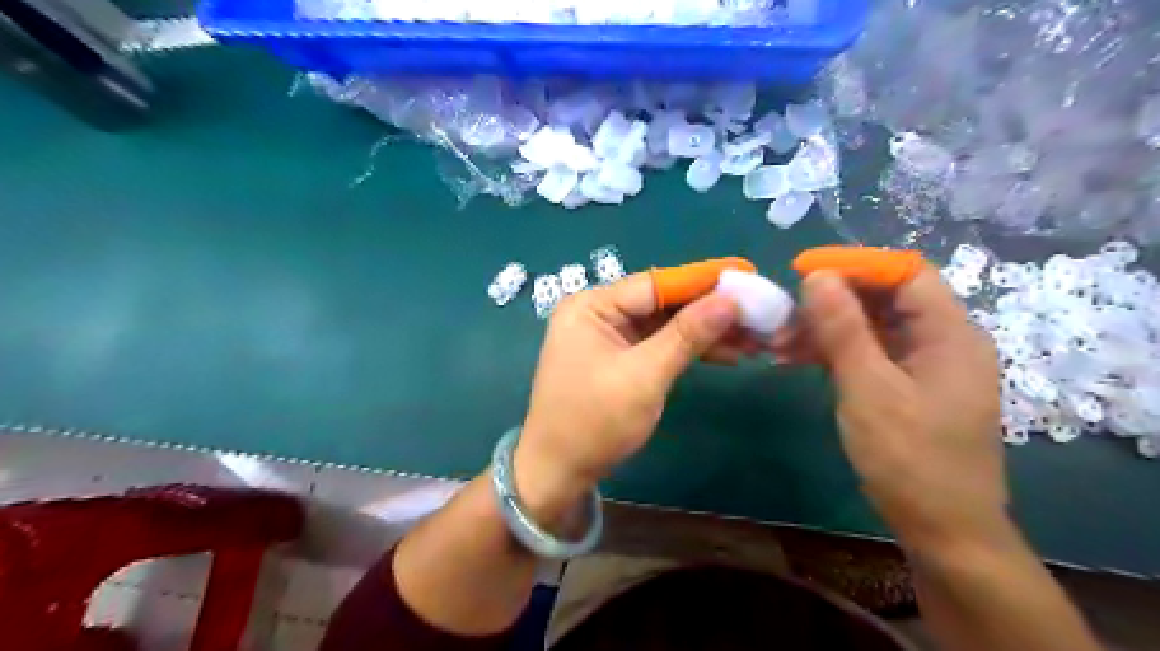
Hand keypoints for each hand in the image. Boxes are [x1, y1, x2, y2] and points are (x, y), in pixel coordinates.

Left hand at [511, 272, 737, 520]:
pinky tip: (727, 353)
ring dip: (706, 332)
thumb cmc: (595, 422)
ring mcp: (608, 336)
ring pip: (666, 325)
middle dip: (709, 311)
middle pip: (663, 303)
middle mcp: (598, 312)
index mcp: (591, 306)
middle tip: (759, 315)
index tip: (748, 278)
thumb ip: (686, 335)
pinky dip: (690, 350)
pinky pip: (659, 344)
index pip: (656, 284)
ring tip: (755, 338)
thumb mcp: (644, 377)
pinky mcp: (620, 358)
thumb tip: (729, 300)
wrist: (559, 472)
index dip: (703, 281)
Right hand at [778, 268, 1005, 549]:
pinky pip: (869, 353)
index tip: (803, 272)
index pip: (905, 273)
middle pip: (886, 298)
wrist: (944, 530)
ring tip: (780, 341)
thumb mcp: (869, 389)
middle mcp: (943, 341)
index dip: (854, 265)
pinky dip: (835, 352)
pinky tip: (797, 358)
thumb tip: (817, 276)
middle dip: (832, 300)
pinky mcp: (908, 386)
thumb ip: (843, 329)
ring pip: (872, 326)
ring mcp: (925, 365)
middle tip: (784, 312)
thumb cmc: (910, 458)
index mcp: (950, 333)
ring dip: (827, 328)